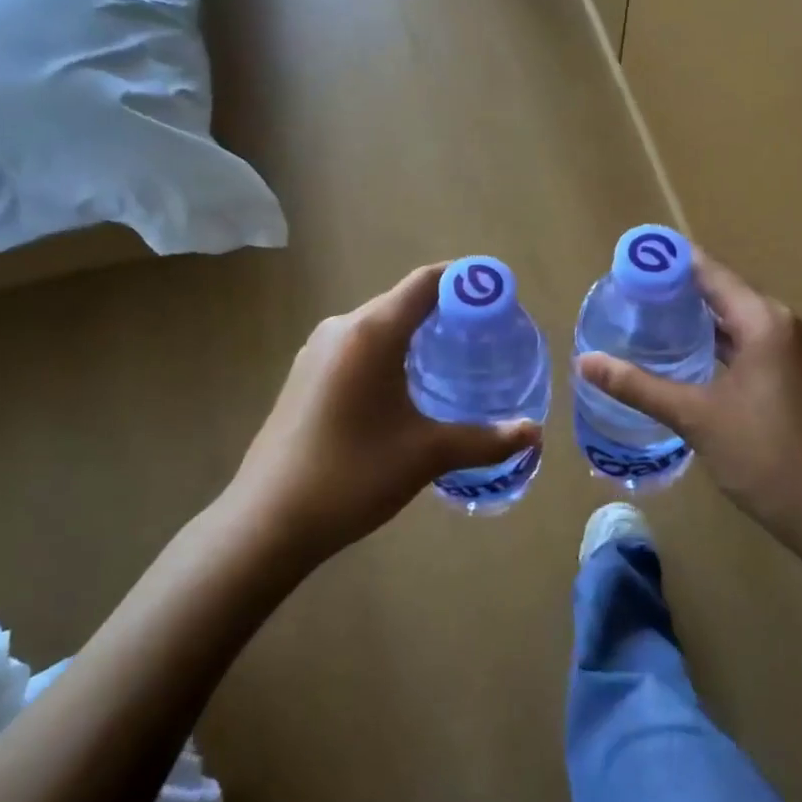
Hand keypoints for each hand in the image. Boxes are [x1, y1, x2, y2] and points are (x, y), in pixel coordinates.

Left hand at [228, 263, 541, 565]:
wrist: (267, 521)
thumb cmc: (352, 476)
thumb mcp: (426, 455)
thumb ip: (485, 440)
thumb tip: (534, 434)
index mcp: (371, 332)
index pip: (426, 282)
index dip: (466, 280)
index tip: (500, 296)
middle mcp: (341, 328)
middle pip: (403, 302)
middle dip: (447, 312)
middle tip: (487, 338)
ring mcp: (316, 351)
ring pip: (379, 326)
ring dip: (417, 335)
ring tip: (454, 362)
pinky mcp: (305, 375)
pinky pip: (357, 347)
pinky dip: (390, 353)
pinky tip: (406, 389)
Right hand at [577, 250, 801, 558]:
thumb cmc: (765, 456)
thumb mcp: (695, 417)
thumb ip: (638, 386)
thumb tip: (584, 362)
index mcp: (765, 321)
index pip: (711, 273)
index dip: (671, 262)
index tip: (632, 259)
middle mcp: (785, 325)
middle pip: (725, 293)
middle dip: (680, 292)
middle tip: (630, 294)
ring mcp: (796, 352)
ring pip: (739, 322)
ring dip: (699, 320)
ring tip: (650, 320)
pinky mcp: (798, 377)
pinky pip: (751, 345)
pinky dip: (719, 344)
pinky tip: (688, 357)